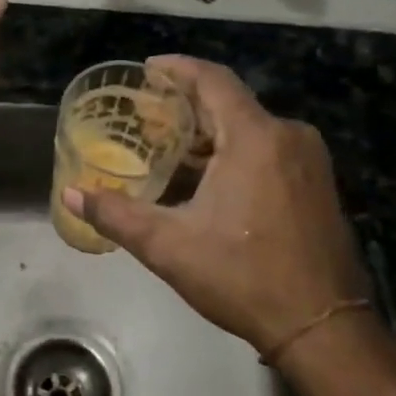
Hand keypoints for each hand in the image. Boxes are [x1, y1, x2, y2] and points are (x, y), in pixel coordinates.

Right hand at [65, 56, 369, 353]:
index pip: (213, 79)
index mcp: (256, 137)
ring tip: (169, 150)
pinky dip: (234, 154)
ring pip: (250, 130)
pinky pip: (269, 151)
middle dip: (187, 107)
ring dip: (210, 135)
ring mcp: (309, 161)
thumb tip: (71, 194)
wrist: (324, 327)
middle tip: (146, 117)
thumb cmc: (243, 277)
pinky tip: (207, 180)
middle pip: (230, 104)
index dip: (177, 68)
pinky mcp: (318, 185)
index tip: (147, 69)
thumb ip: (115, 214)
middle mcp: (288, 136)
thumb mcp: (169, 246)